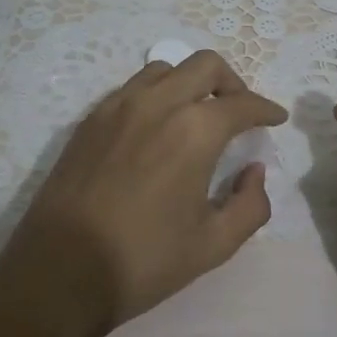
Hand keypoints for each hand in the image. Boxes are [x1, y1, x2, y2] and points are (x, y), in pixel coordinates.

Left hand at [0, 50, 288, 336]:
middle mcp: (157, 104)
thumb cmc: (144, 260)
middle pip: (205, 65)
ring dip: (190, 83)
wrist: (60, 271)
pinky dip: (156, 95)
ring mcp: (118, 106)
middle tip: (239, 111)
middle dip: (232, 82)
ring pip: (165, 69)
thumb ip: (250, 205)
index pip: (242, 104)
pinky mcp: (90, 119)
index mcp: (194, 131)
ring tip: (196, 114)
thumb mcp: (213, 244)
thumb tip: (254, 172)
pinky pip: (132, 88)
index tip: (275, 118)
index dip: (266, 109)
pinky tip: (156, 127)